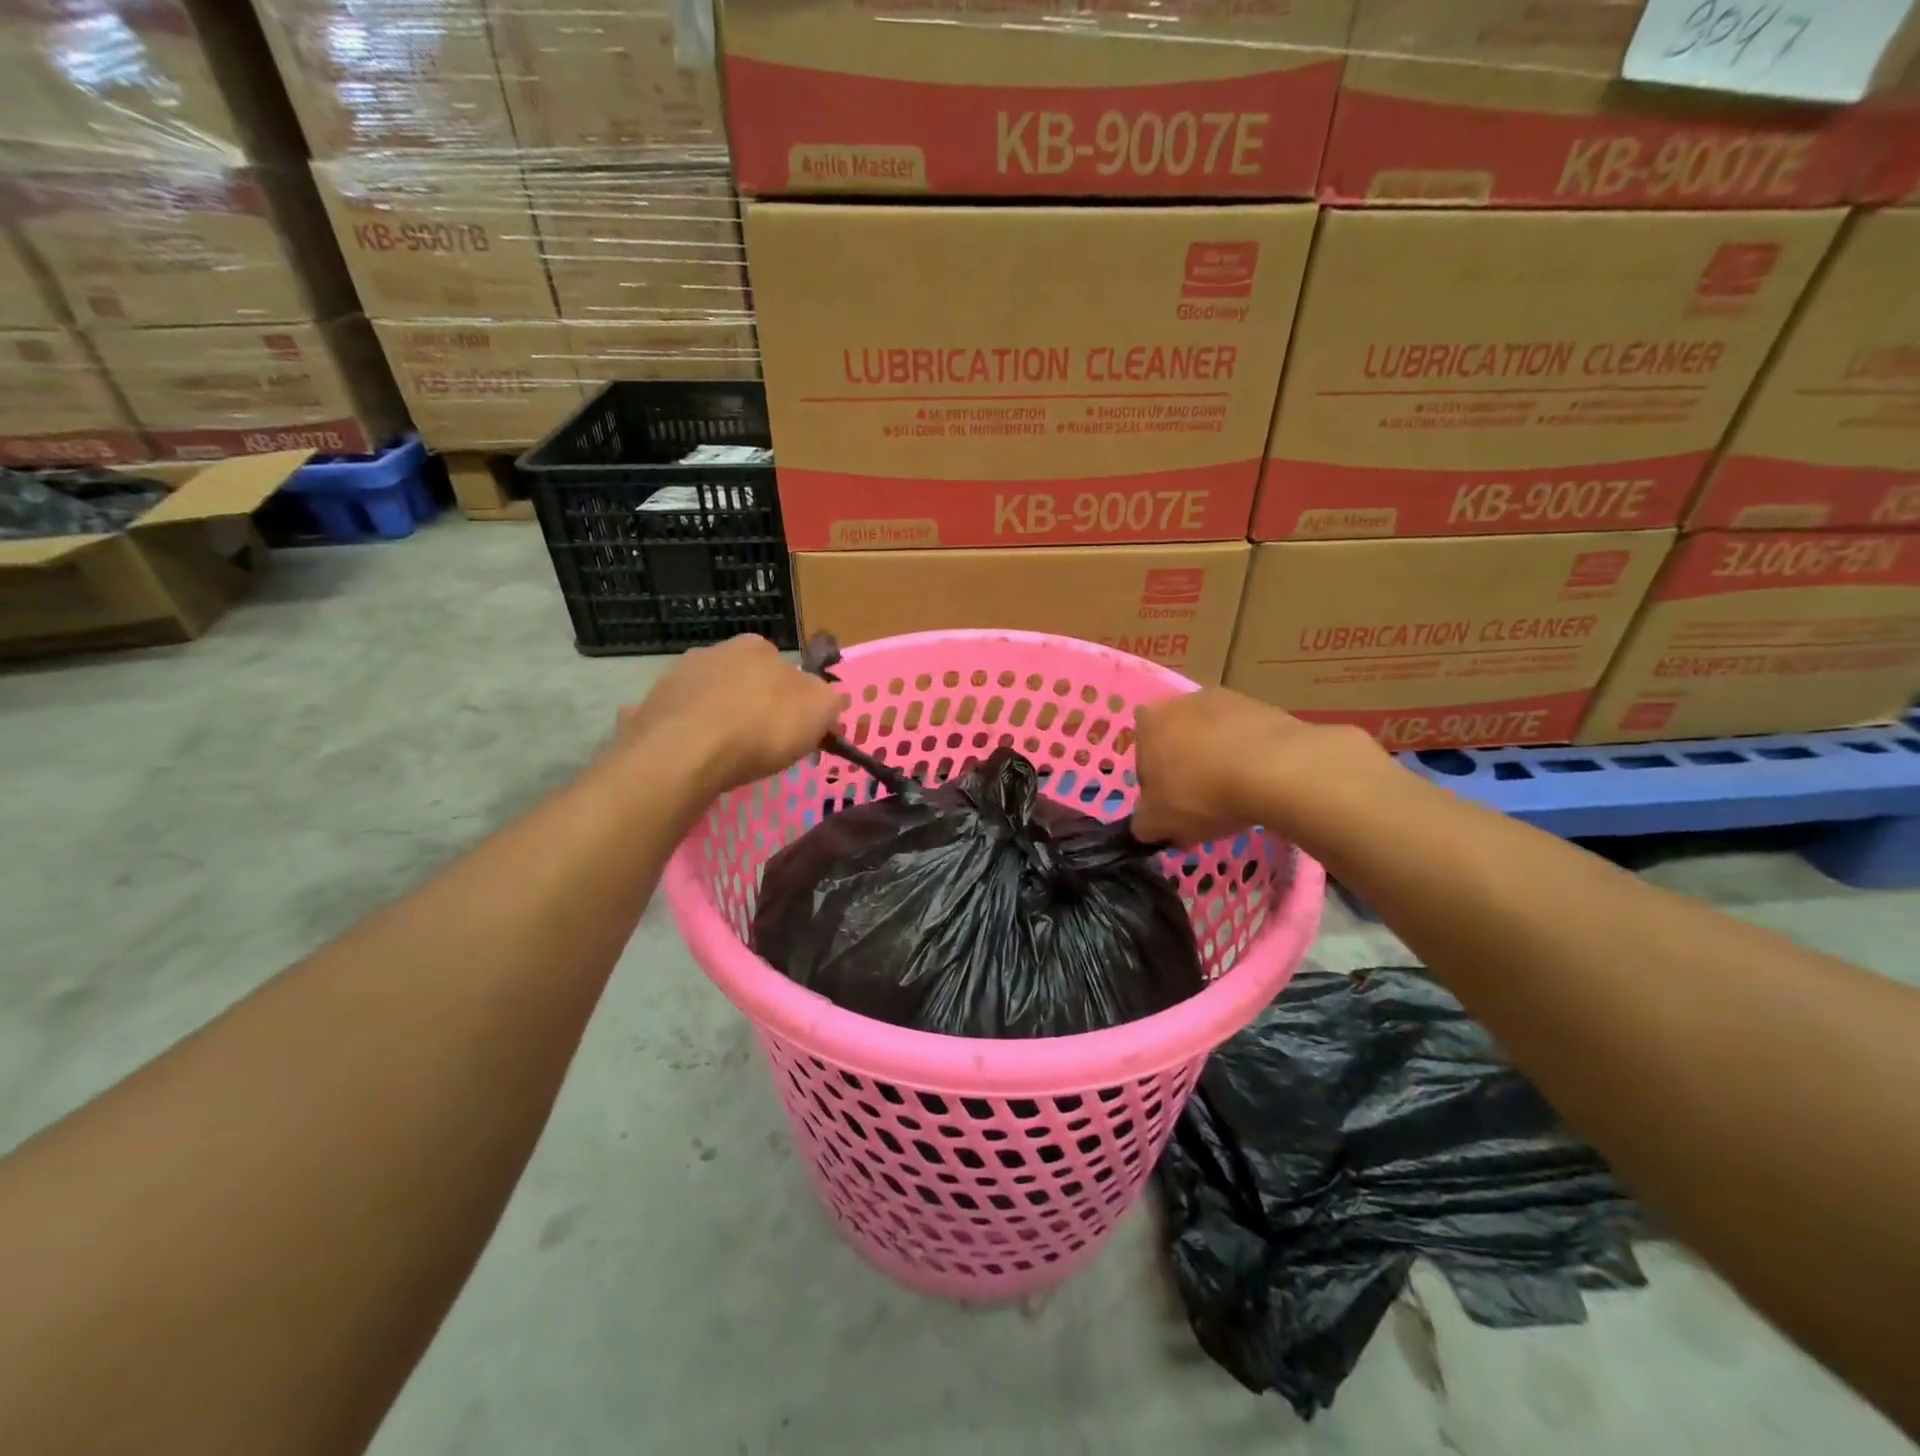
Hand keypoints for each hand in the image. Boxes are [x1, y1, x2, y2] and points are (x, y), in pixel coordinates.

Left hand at [617, 635, 841, 795]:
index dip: (793, 700)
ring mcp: (676, 677)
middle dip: (753, 706)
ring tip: (725, 757)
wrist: (685, 753)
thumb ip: (829, 700)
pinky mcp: (649, 706)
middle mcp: (714, 651)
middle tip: (762, 744)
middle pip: (744, 681)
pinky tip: (691, 760)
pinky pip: (677, 722)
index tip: (795, 730)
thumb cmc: (761, 727)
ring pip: (708, 699)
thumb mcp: (820, 711)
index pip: (784, 669)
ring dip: (717, 719)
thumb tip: (827, 701)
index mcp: (757, 647)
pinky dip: (685, 736)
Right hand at [1132, 689, 1380, 846]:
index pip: (1143, 759)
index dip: (1157, 788)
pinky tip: (1261, 783)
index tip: (1175, 810)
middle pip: (1178, 743)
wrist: (1276, 771)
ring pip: (1213, 738)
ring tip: (1238, 796)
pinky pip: (1246, 738)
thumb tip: (1148, 824)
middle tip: (1204, 804)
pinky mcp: (1263, 707)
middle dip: (1187, 770)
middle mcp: (1181, 701)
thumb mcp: (1157, 823)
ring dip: (1219, 761)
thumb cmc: (1201, 794)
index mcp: (1148, 722)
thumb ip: (1144, 823)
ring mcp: (1225, 699)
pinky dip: (1249, 757)